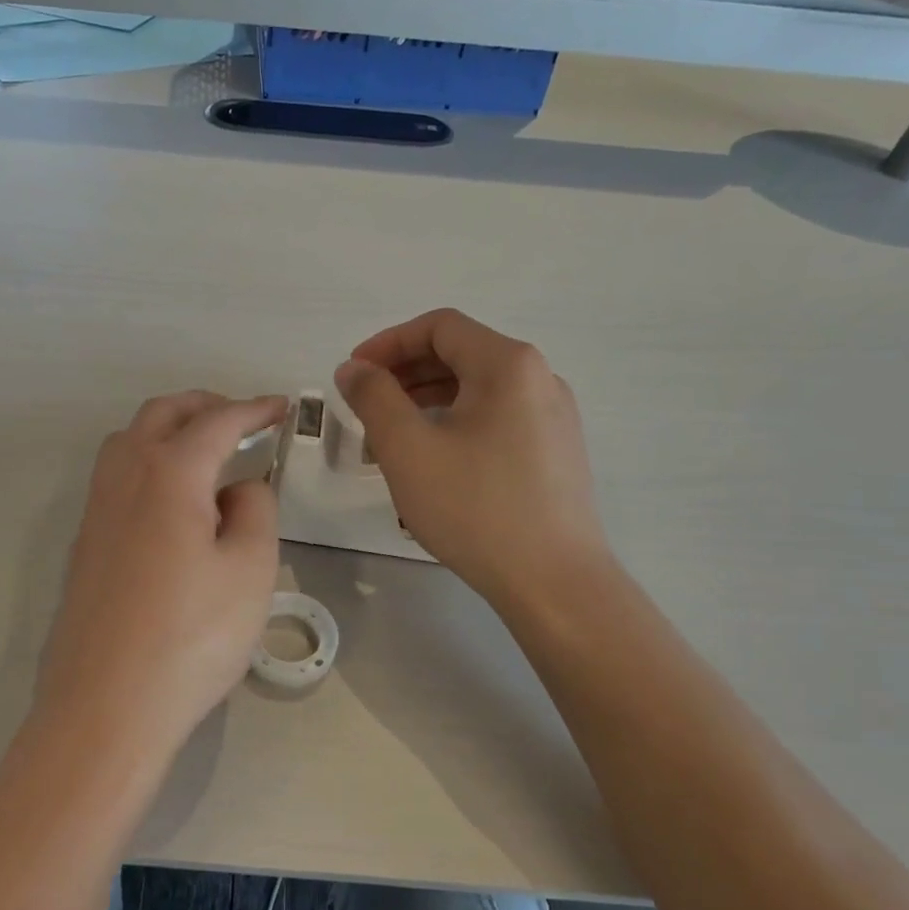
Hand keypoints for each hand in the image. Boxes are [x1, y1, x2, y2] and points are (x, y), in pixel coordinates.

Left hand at [36, 392, 286, 756]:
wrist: (105, 707)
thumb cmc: (191, 638)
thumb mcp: (250, 571)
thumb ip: (255, 511)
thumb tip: (240, 487)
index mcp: (169, 474)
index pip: (216, 422)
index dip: (253, 409)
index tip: (280, 407)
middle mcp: (124, 478)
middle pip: (161, 415)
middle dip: (204, 406)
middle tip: (242, 419)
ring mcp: (96, 511)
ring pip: (129, 441)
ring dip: (168, 429)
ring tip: (206, 452)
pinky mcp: (85, 544)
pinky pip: (116, 477)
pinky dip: (148, 462)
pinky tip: (171, 501)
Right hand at [334, 309, 610, 606]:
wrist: (554, 582)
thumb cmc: (475, 508)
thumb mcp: (408, 450)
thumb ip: (373, 398)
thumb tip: (353, 369)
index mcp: (508, 364)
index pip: (440, 327)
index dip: (388, 343)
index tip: (353, 374)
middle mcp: (539, 378)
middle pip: (460, 354)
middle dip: (404, 373)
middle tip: (365, 405)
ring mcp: (553, 416)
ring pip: (477, 389)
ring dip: (426, 401)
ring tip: (389, 438)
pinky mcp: (555, 451)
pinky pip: (496, 418)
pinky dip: (455, 423)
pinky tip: (432, 460)